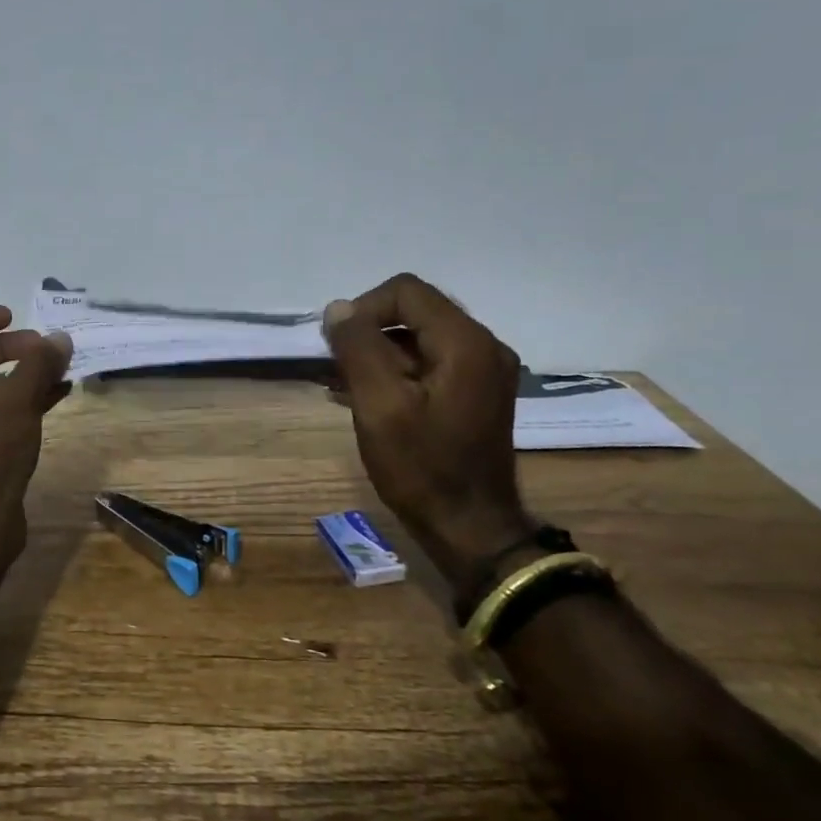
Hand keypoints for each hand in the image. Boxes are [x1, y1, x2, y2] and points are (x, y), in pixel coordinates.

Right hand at [322, 275, 530, 599]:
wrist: (470, 528)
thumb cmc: (421, 467)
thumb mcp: (379, 405)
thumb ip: (358, 348)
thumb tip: (338, 309)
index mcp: (466, 342)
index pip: (406, 291)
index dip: (363, 309)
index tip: (338, 347)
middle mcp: (483, 346)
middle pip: (414, 311)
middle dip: (369, 332)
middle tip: (337, 369)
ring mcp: (484, 371)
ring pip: (419, 338)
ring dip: (378, 354)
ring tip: (343, 386)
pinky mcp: (476, 393)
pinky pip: (430, 363)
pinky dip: (396, 371)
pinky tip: (365, 397)